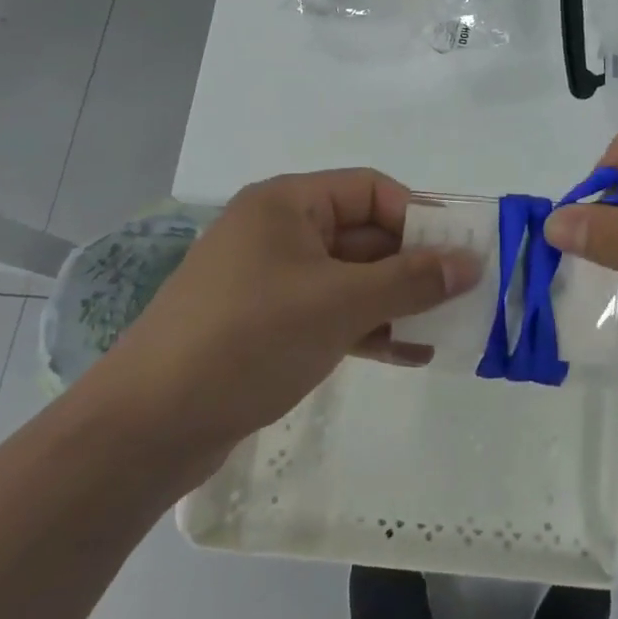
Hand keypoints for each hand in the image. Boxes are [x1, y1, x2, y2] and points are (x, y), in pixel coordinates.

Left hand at [85, 170, 481, 476]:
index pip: (370, 190)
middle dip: (413, 265)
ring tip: (448, 327)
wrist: (147, 428)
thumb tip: (470, 262)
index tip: (460, 252)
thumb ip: (410, 280)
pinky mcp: (268, 326)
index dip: (419, 216)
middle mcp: (279, 232)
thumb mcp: (339, 305)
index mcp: (287, 204)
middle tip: (463, 294)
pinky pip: (332, 313)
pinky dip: (369, 328)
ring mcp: (271, 281)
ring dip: (397, 301)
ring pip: (351, 279)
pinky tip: (411, 353)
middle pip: (363, 234)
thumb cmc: (248, 340)